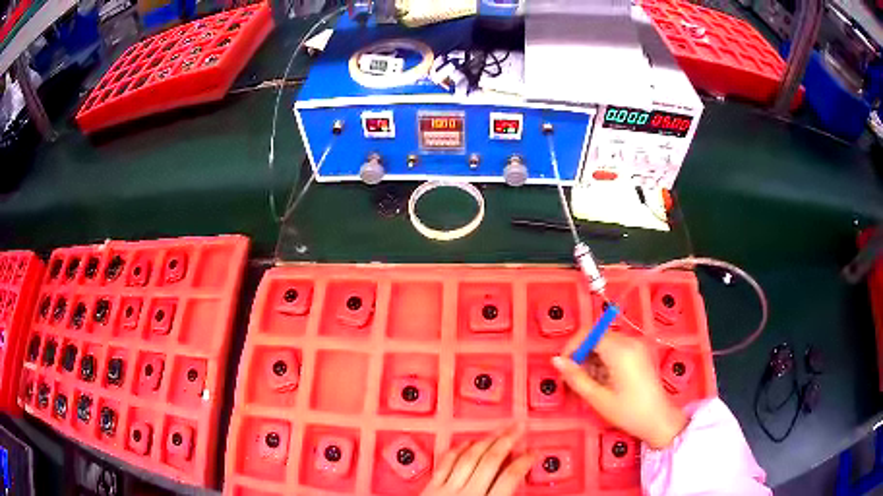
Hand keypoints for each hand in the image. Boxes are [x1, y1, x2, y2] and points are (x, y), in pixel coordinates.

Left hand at [420, 425, 534, 495]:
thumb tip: (517, 493)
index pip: (511, 477)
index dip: (524, 461)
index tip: (534, 453)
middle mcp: (467, 495)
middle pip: (491, 460)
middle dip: (507, 440)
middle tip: (519, 427)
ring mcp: (446, 490)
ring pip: (469, 457)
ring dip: (485, 441)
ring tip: (498, 430)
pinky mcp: (430, 489)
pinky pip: (446, 463)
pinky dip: (458, 450)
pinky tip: (466, 443)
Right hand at [552, 332, 687, 448]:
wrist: (659, 419)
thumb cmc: (628, 412)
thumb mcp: (598, 398)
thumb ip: (576, 377)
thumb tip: (556, 361)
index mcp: (620, 350)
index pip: (589, 334)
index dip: (572, 347)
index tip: (563, 367)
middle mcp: (630, 341)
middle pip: (598, 337)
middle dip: (581, 354)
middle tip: (572, 378)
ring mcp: (638, 345)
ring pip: (606, 343)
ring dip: (593, 358)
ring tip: (588, 382)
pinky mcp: (641, 352)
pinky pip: (617, 348)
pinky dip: (605, 359)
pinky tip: (603, 380)